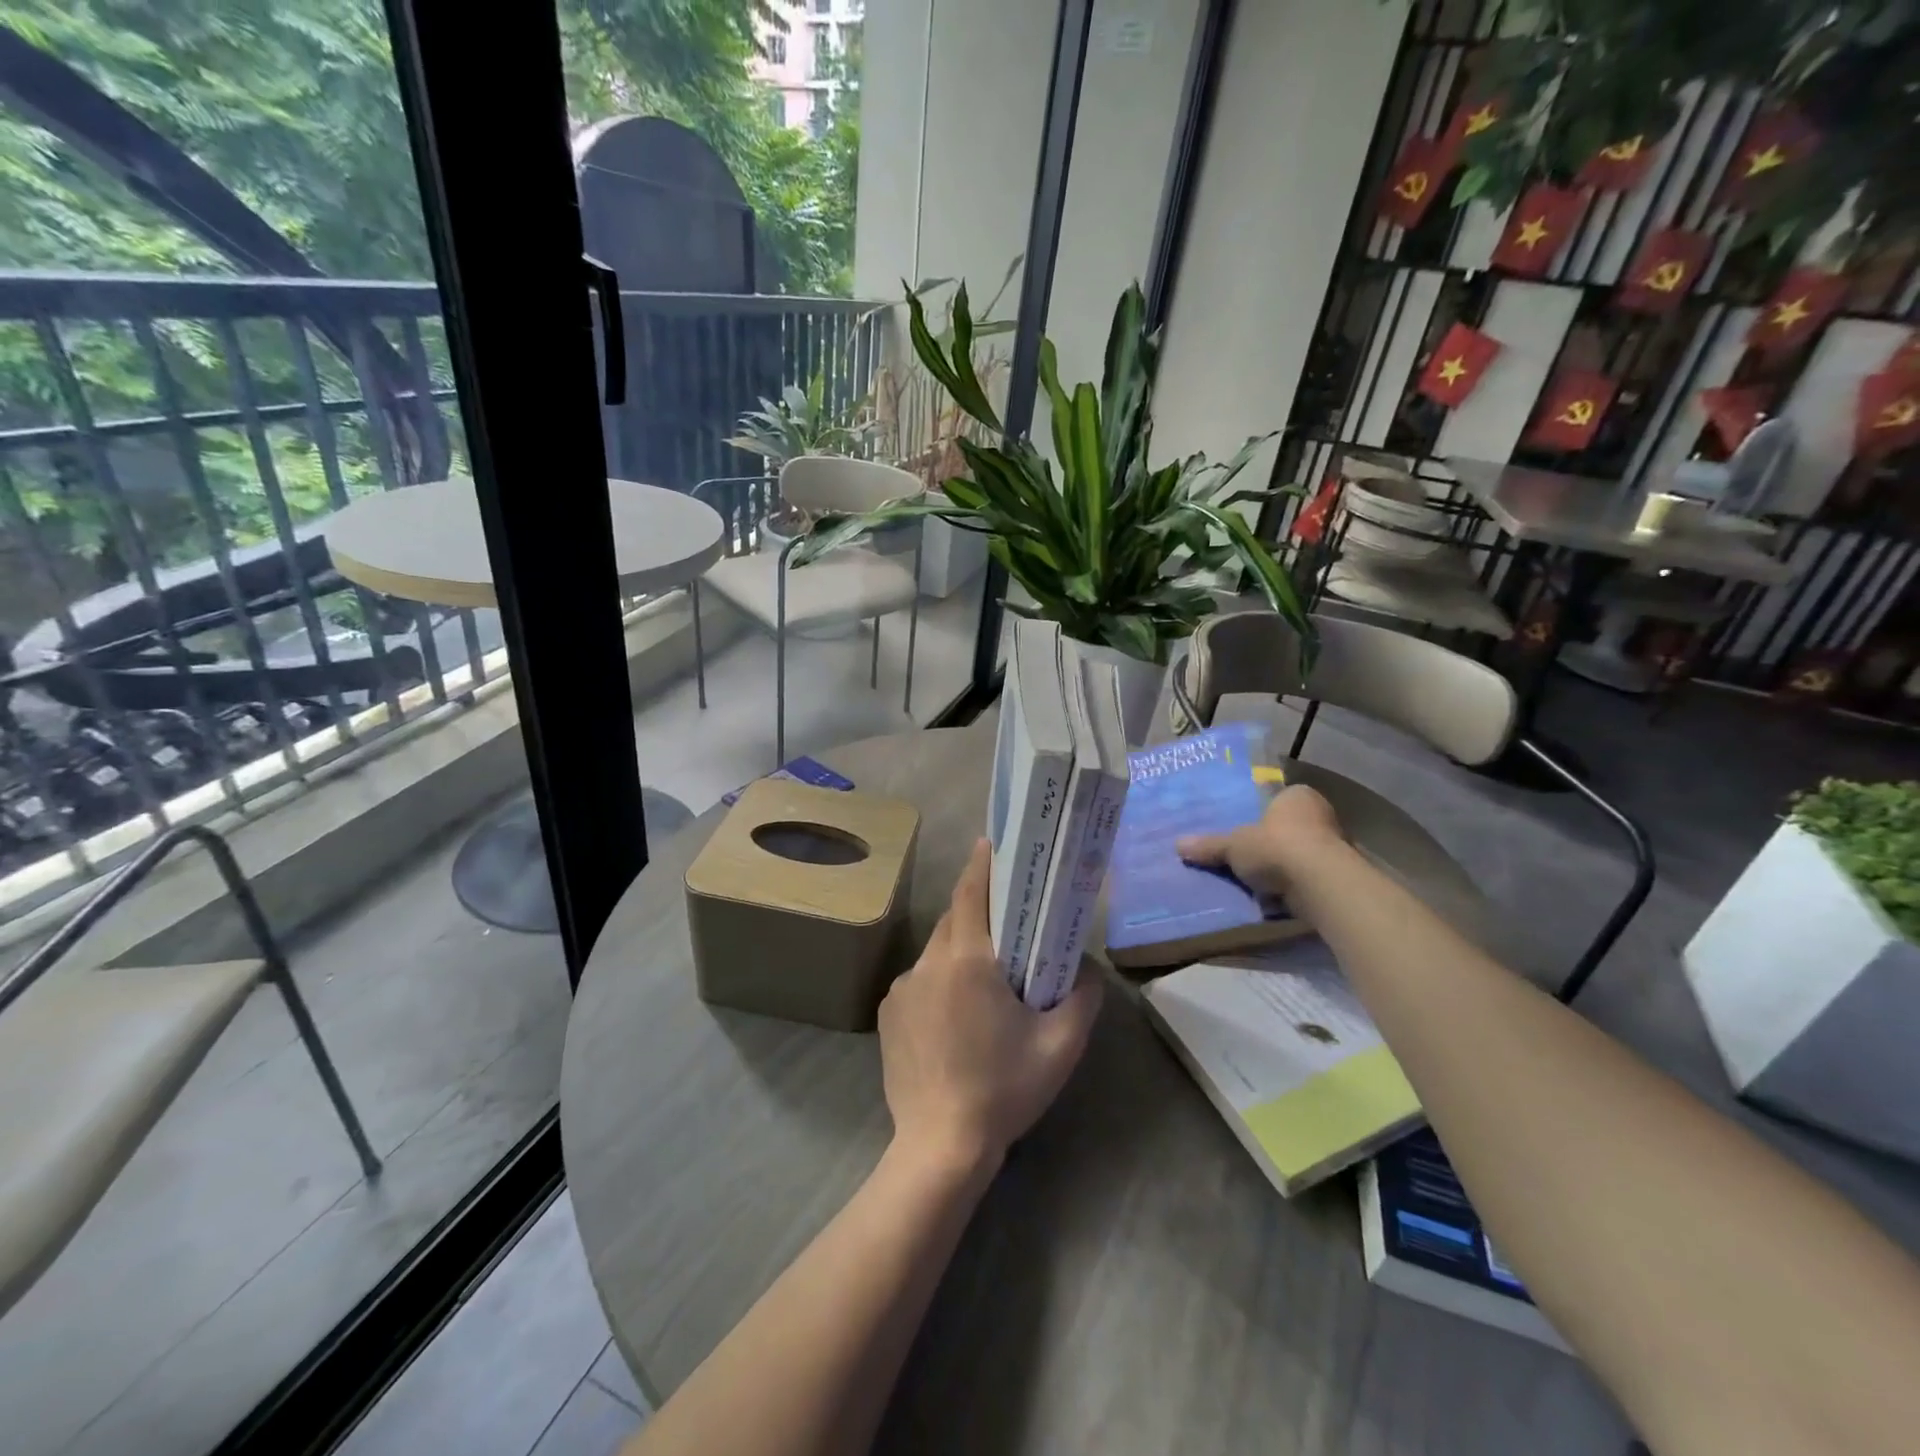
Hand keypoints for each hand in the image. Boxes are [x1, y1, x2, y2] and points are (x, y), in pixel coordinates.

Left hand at [878, 838, 1103, 1174]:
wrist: (940, 1146)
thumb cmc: (1005, 1089)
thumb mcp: (1061, 1045)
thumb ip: (1083, 996)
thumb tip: (1085, 967)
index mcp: (968, 961)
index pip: (971, 894)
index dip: (981, 864)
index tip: (990, 842)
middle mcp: (928, 963)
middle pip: (954, 920)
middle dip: (978, 909)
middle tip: (1006, 915)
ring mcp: (902, 989)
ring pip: (936, 951)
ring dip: (960, 950)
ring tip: (986, 977)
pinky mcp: (888, 1014)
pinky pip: (920, 982)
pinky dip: (940, 981)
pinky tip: (956, 1017)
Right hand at [1176, 783, 1343, 895]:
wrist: (1319, 885)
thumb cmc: (1276, 847)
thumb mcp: (1233, 845)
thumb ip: (1210, 845)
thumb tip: (1178, 845)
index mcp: (1298, 796)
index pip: (1278, 799)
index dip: (1259, 814)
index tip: (1242, 828)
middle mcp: (1321, 815)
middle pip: (1288, 827)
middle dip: (1269, 842)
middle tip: (1244, 855)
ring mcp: (1334, 847)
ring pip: (1299, 855)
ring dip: (1281, 867)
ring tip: (1253, 880)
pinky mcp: (1337, 878)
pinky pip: (1306, 879)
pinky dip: (1292, 887)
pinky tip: (1272, 898)